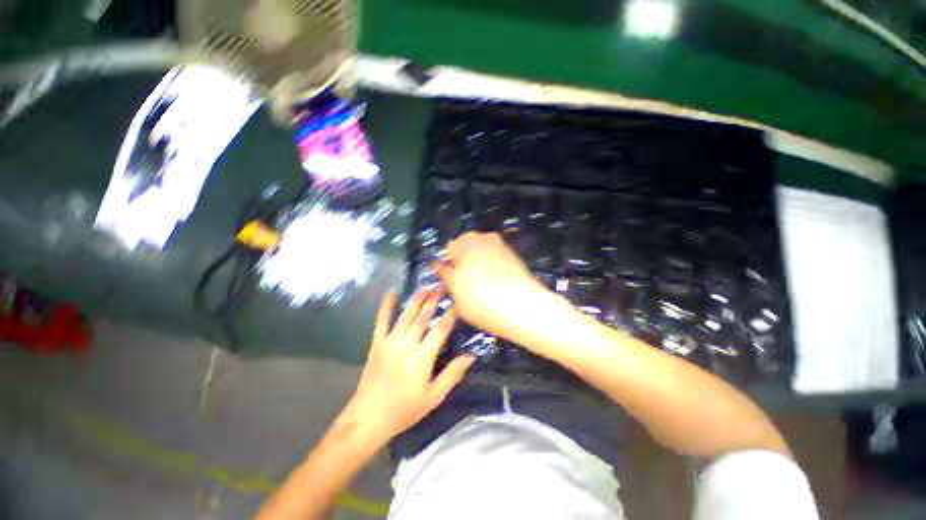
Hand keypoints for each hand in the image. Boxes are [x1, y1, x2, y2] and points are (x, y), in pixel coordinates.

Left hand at [340, 288, 474, 443]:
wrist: (368, 418)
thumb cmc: (405, 409)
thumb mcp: (434, 396)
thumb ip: (452, 374)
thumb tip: (471, 356)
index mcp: (422, 357)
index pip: (440, 330)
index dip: (450, 315)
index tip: (458, 303)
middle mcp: (406, 344)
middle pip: (423, 317)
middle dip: (434, 300)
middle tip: (443, 286)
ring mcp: (389, 341)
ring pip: (406, 315)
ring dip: (417, 299)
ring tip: (426, 286)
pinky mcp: (376, 343)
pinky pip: (382, 320)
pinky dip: (386, 306)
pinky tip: (391, 293)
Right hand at [435, 232, 564, 344]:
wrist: (523, 309)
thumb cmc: (483, 299)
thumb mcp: (454, 290)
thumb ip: (444, 274)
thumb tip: (439, 265)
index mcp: (467, 241)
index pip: (448, 250)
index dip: (446, 267)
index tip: (448, 280)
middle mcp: (486, 238)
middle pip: (466, 251)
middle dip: (463, 265)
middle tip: (462, 286)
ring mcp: (502, 247)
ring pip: (482, 257)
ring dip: (477, 268)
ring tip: (479, 289)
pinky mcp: (514, 259)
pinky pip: (496, 263)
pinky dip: (492, 271)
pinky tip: (493, 288)